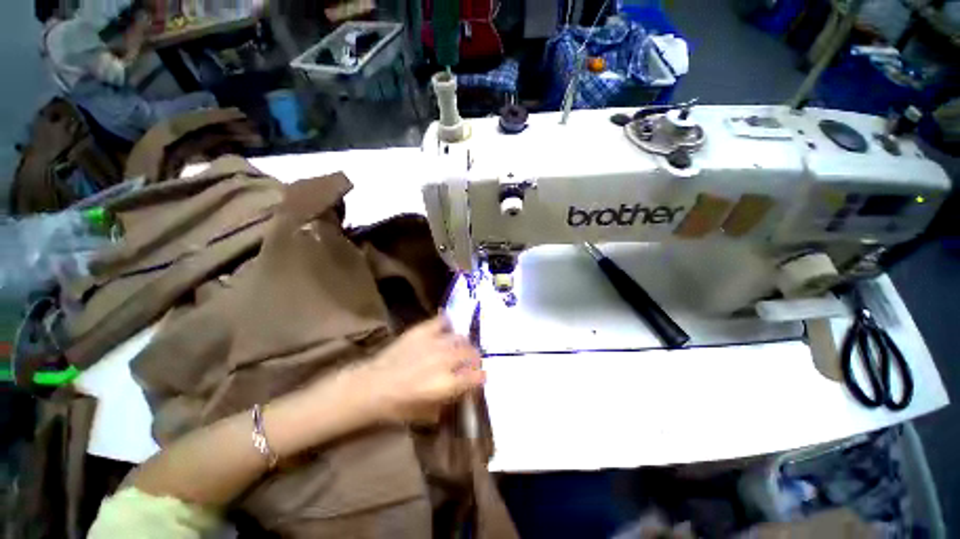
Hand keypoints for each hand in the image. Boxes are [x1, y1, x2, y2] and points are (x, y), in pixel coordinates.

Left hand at [351, 315, 484, 423]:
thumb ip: (451, 400)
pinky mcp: (422, 331)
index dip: (481, 376)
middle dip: (474, 359)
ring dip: (463, 344)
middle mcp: (445, 360)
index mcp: (447, 383)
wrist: (372, 386)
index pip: (477, 376)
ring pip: (460, 337)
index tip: (480, 377)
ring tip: (458, 348)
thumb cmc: (398, 406)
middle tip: (470, 362)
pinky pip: (442, 321)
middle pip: (471, 353)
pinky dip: (447, 324)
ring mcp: (434, 342)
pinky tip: (446, 330)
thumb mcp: (429, 413)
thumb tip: (464, 390)